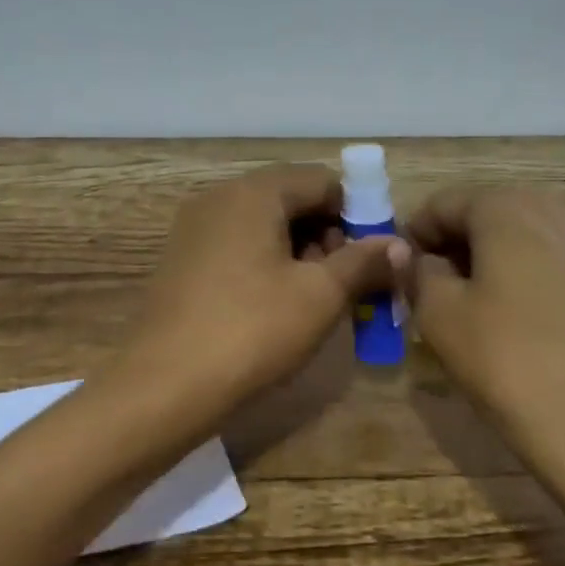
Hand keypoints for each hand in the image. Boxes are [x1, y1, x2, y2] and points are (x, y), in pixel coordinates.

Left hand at [122, 165, 407, 408]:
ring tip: (315, 299)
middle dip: (327, 234)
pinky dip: (266, 263)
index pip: (321, 180)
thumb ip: (363, 262)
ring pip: (263, 224)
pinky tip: (275, 305)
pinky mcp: (182, 259)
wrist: (164, 385)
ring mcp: (195, 228)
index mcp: (254, 192)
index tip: (371, 257)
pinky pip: (237, 245)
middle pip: (290, 198)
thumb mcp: (319, 296)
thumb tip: (400, 245)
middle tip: (346, 282)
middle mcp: (220, 197)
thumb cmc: (252, 330)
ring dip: (298, 251)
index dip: (356, 213)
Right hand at [404, 188, 564, 474]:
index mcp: (507, 206)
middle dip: (454, 248)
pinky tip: (516, 323)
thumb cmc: (509, 361)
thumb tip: (410, 254)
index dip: (414, 237)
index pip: (442, 205)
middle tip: (430, 294)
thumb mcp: (440, 316)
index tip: (400, 276)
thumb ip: (416, 272)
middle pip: (486, 215)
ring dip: (489, 263)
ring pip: (521, 239)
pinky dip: (525, 279)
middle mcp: (555, 208)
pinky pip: (552, 263)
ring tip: (471, 311)